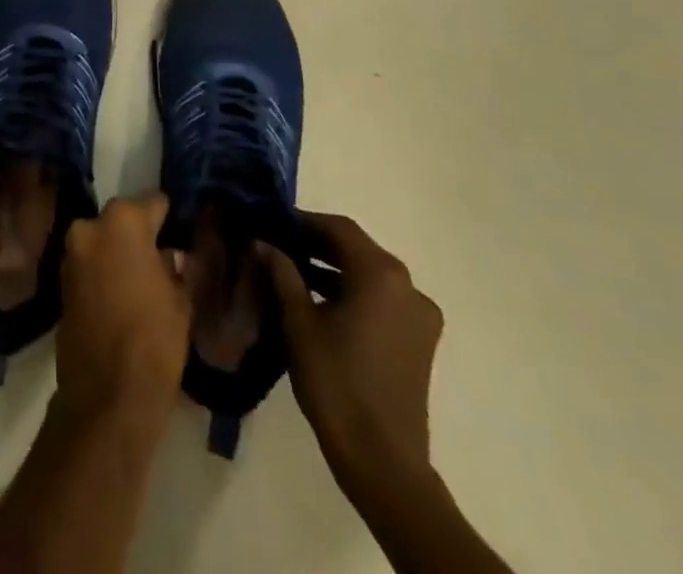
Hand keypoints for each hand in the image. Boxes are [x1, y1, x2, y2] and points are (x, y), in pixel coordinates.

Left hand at [56, 193, 191, 430]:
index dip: (168, 216)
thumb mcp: (180, 300)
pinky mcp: (60, 281)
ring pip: (102, 242)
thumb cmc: (153, 340)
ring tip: (143, 278)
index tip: (179, 227)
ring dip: (117, 253)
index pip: (152, 202)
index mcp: (123, 222)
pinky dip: (103, 272)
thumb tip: (170, 255)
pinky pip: (89, 265)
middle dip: (138, 235)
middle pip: (122, 220)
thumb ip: (174, 267)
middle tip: (161, 256)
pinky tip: (122, 294)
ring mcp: (71, 253)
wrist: (107, 396)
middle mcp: (90, 227)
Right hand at [259, 213, 443, 505]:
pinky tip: (320, 302)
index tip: (272, 222)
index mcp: (381, 274)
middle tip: (278, 244)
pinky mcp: (420, 341)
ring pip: (370, 275)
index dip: (303, 221)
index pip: (338, 228)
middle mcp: (408, 286)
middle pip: (357, 249)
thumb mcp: (299, 322)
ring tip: (293, 272)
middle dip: (317, 243)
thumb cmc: (336, 382)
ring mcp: (419, 316)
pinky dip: (353, 292)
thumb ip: (282, 273)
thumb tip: (262, 242)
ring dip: (334, 268)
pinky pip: (382, 299)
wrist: (382, 461)